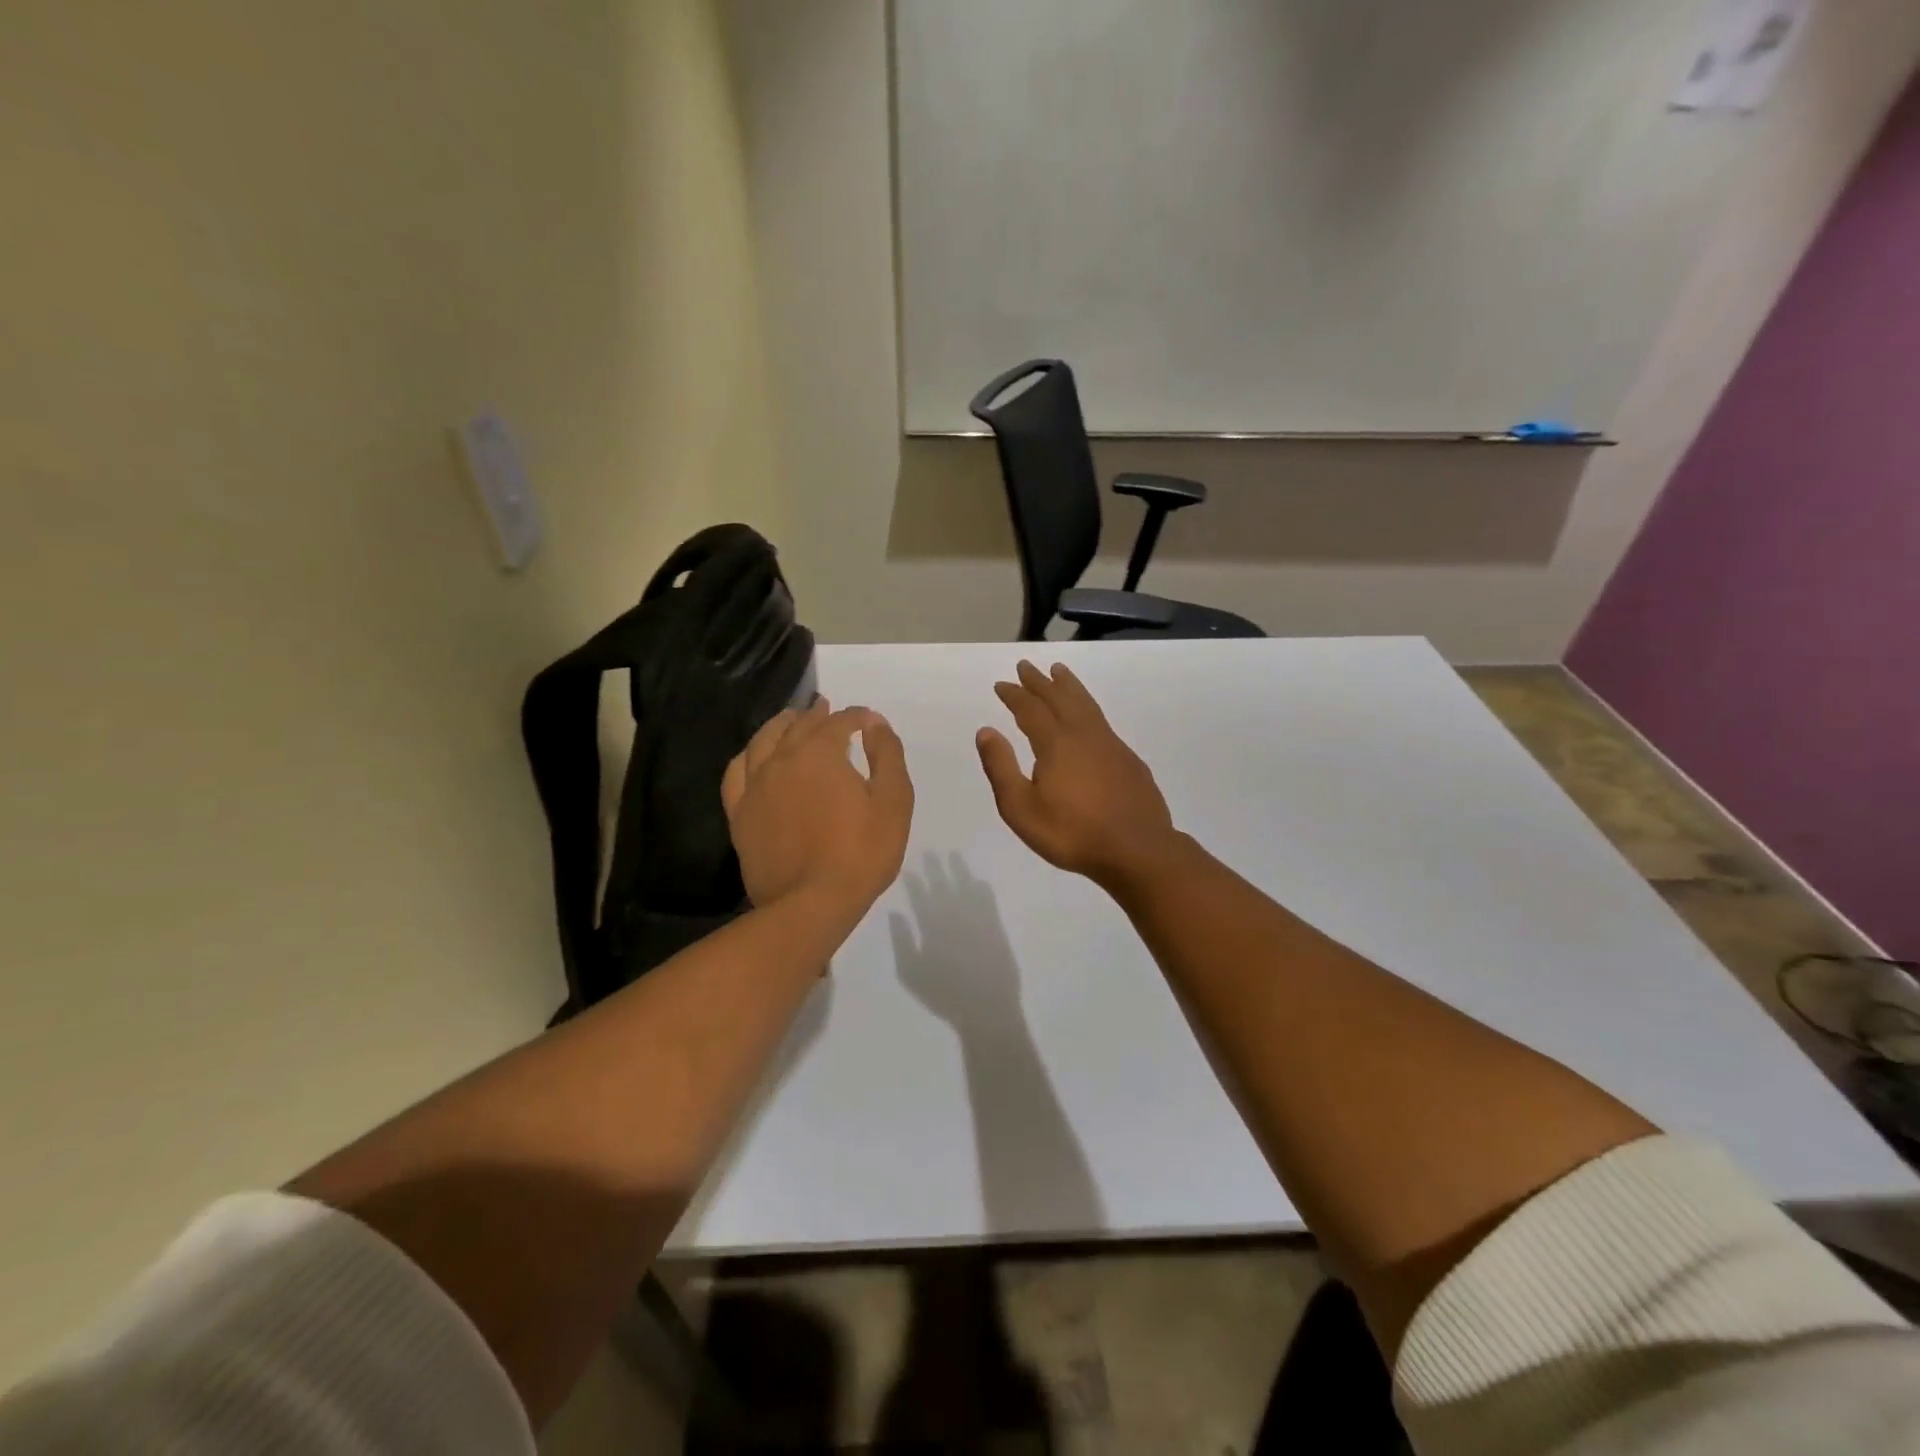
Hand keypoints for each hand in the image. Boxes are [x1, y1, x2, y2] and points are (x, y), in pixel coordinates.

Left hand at [723, 697, 913, 926]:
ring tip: (790, 721)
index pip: (838, 722)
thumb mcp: (893, 802)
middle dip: (817, 715)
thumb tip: (874, 723)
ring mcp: (755, 786)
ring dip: (780, 726)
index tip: (868, 720)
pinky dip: (748, 756)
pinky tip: (755, 757)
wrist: (810, 905)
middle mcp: (781, 760)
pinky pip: (737, 772)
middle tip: (828, 709)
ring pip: (763, 741)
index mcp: (820, 753)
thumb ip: (886, 755)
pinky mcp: (739, 813)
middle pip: (798, 726)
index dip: (856, 717)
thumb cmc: (860, 854)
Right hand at [976, 661, 1177, 886]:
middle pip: (1059, 698)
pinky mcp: (1128, 759)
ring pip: (1085, 704)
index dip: (1015, 695)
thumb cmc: (1072, 833)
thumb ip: (1001, 767)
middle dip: (1040, 682)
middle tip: (1026, 666)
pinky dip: (1088, 706)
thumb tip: (986, 731)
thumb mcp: (1022, 808)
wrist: (1137, 850)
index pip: (1030, 709)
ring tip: (1060, 671)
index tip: (1002, 684)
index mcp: (1055, 743)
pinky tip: (1088, 716)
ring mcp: (1110, 744)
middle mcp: (1083, 734)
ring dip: (1069, 686)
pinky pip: (1101, 720)